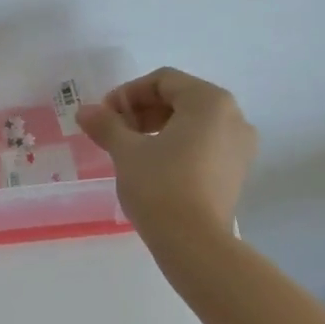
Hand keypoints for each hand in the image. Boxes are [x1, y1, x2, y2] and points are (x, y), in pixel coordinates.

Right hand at [78, 67, 255, 242]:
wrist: (194, 243)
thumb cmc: (160, 186)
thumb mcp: (127, 152)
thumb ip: (107, 125)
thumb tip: (85, 111)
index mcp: (209, 101)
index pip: (163, 80)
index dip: (128, 94)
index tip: (104, 115)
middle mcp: (233, 116)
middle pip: (181, 99)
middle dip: (143, 111)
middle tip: (114, 132)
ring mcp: (240, 146)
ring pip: (194, 124)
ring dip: (159, 129)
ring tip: (130, 150)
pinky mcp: (237, 172)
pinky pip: (205, 145)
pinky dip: (178, 147)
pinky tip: (154, 167)